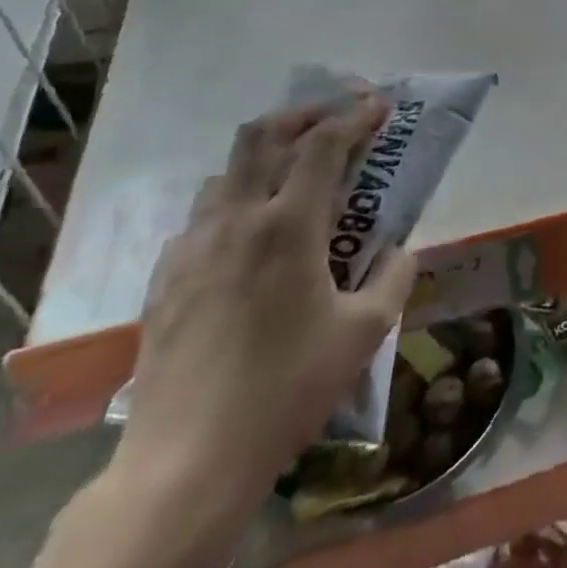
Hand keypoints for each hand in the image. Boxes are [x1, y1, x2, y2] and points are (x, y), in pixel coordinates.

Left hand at [112, 96, 415, 537]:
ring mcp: (191, 249)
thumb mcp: (365, 332)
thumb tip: (402, 250)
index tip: (379, 105)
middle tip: (333, 120)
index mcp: (289, 226)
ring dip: (265, 159)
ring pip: (227, 173)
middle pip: (261, 136)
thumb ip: (395, 277)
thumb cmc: (287, 389)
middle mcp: (236, 221)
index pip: (323, 144)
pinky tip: (250, 240)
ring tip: (294, 179)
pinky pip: (201, 218)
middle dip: (303, 114)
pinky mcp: (164, 280)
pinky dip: (234, 204)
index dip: (355, 116)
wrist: (187, 462)